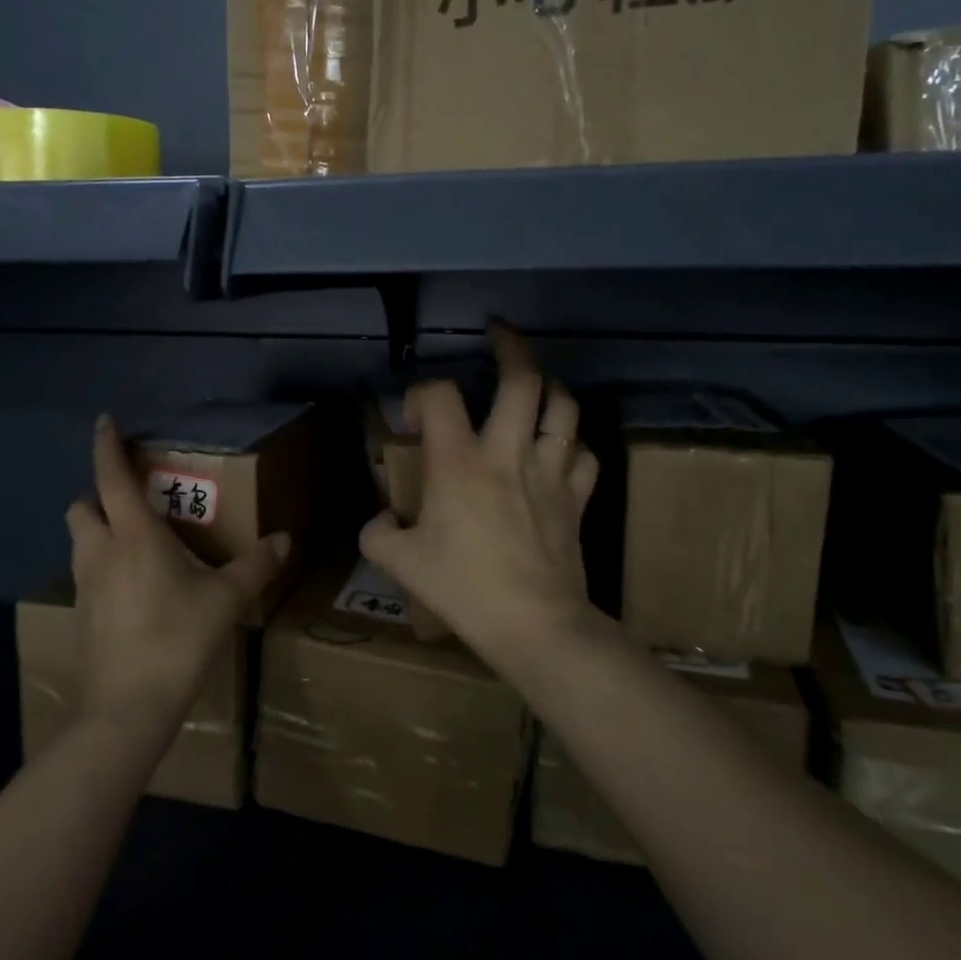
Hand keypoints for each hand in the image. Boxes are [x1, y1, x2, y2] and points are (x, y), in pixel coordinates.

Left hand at [66, 415, 288, 736]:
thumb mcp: (225, 600)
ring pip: (81, 542)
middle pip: (82, 507)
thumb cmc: (177, 639)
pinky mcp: (81, 617)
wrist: (126, 710)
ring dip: (100, 532)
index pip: (111, 477)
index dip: (106, 446)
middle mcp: (100, 553)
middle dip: (99, 495)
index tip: (104, 421)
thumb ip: (256, 566)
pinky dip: (104, 568)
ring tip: (138, 545)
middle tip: (132, 502)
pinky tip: (134, 590)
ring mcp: (85, 587)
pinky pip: (87, 575)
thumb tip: (284, 539)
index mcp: (133, 536)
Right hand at [360, 323, 599, 660]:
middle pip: (521, 379)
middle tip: (498, 334)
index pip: (438, 394)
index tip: (412, 416)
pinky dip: (572, 444)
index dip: (420, 392)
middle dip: (511, 346)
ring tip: (535, 385)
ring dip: (550, 387)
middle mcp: (507, 452)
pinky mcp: (576, 496)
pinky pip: (584, 453)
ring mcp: (549, 471)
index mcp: (458, 461)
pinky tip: (559, 450)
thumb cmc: (464, 589)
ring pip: (564, 406)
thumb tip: (382, 518)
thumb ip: (376, 534)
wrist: (534, 625)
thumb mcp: (400, 563)